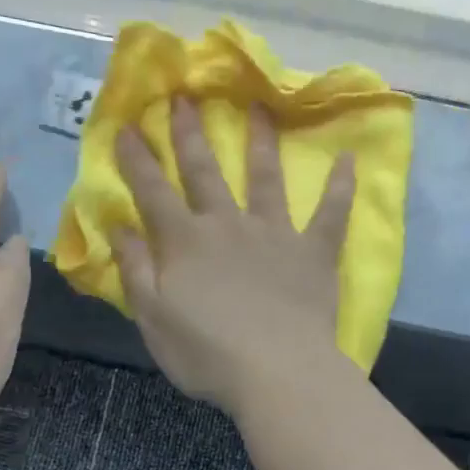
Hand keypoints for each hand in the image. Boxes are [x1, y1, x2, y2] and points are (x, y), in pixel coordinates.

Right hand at [114, 98, 355, 417]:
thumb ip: (136, 270)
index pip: (153, 192)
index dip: (137, 159)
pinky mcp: (313, 252)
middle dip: (190, 134)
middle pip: (205, 172)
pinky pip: (331, 213)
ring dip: (260, 142)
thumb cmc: (207, 354)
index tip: (126, 126)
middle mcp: (228, 225)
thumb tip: (119, 227)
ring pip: (266, 178)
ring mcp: (274, 234)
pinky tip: (349, 159)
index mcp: (185, 242)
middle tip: (185, 96)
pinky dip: (341, 186)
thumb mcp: (154, 318)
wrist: (276, 373)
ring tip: (260, 107)